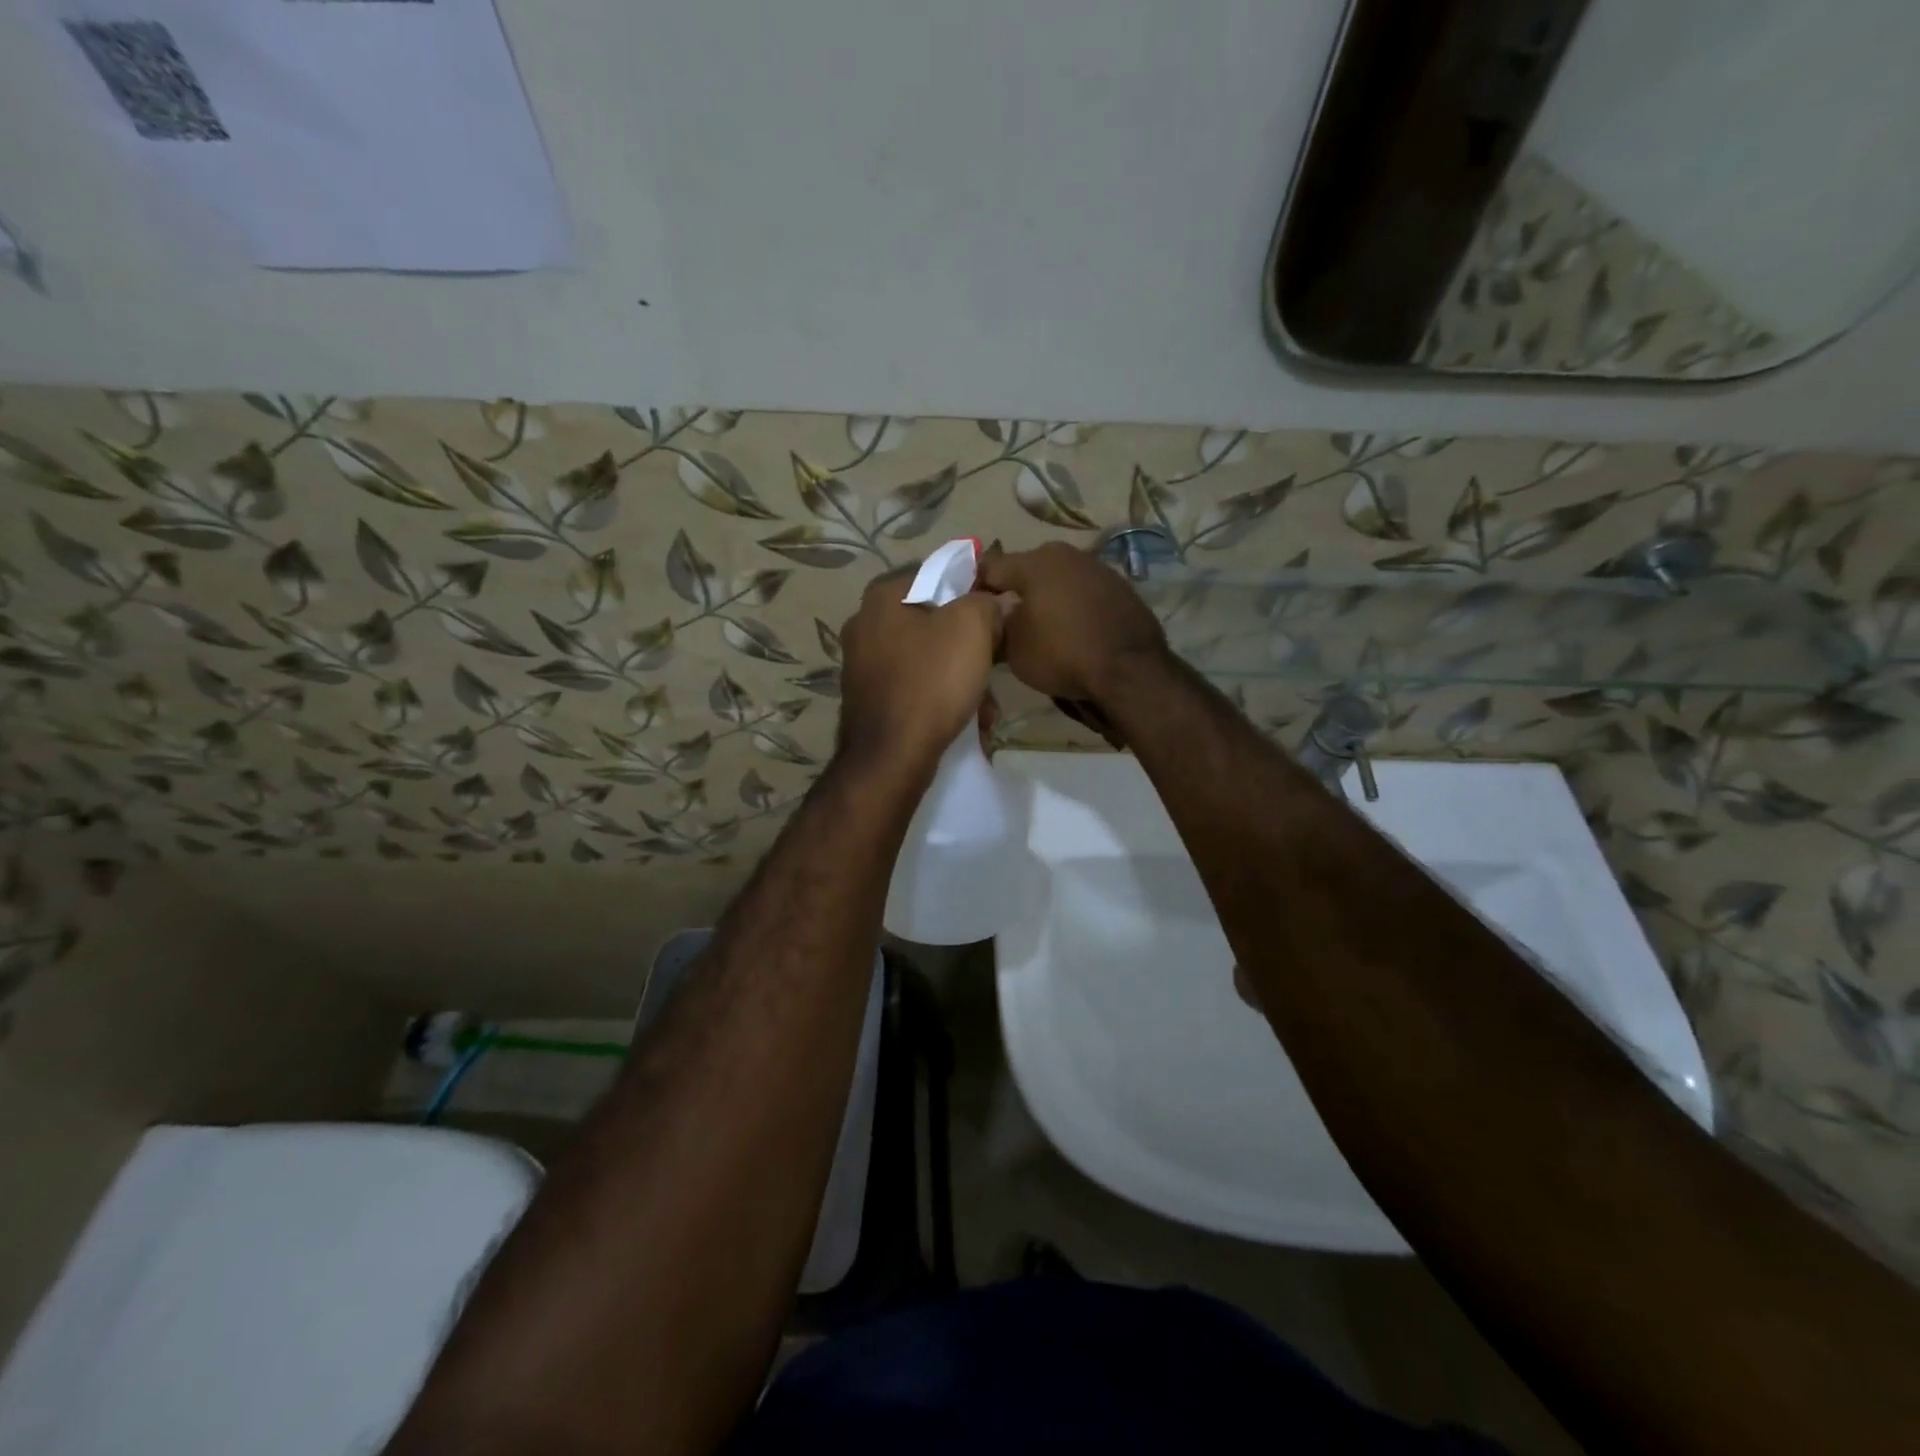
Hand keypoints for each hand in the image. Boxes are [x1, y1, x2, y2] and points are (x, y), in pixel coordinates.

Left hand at [837, 565, 1003, 776]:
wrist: (891, 757)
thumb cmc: (932, 682)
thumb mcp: (972, 626)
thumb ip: (985, 601)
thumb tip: (992, 602)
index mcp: (883, 596)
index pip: (938, 574)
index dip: (973, 590)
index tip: (997, 616)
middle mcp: (864, 624)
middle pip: (933, 620)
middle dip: (970, 644)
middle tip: (994, 663)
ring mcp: (862, 664)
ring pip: (926, 657)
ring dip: (960, 676)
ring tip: (986, 704)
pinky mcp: (868, 698)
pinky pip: (914, 686)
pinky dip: (940, 697)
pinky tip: (965, 719)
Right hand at [976, 541, 1167, 705]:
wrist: (1130, 670)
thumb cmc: (1062, 654)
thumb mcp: (1014, 649)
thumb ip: (997, 627)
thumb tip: (993, 621)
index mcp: (1035, 562)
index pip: (991, 567)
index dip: (975, 587)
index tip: (969, 609)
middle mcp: (1067, 555)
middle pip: (1027, 569)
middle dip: (1014, 590)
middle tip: (1004, 619)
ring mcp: (1099, 568)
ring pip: (1059, 579)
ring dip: (1046, 598)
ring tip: (1040, 626)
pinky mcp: (1121, 588)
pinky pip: (1084, 594)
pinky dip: (1074, 607)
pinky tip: (1073, 631)